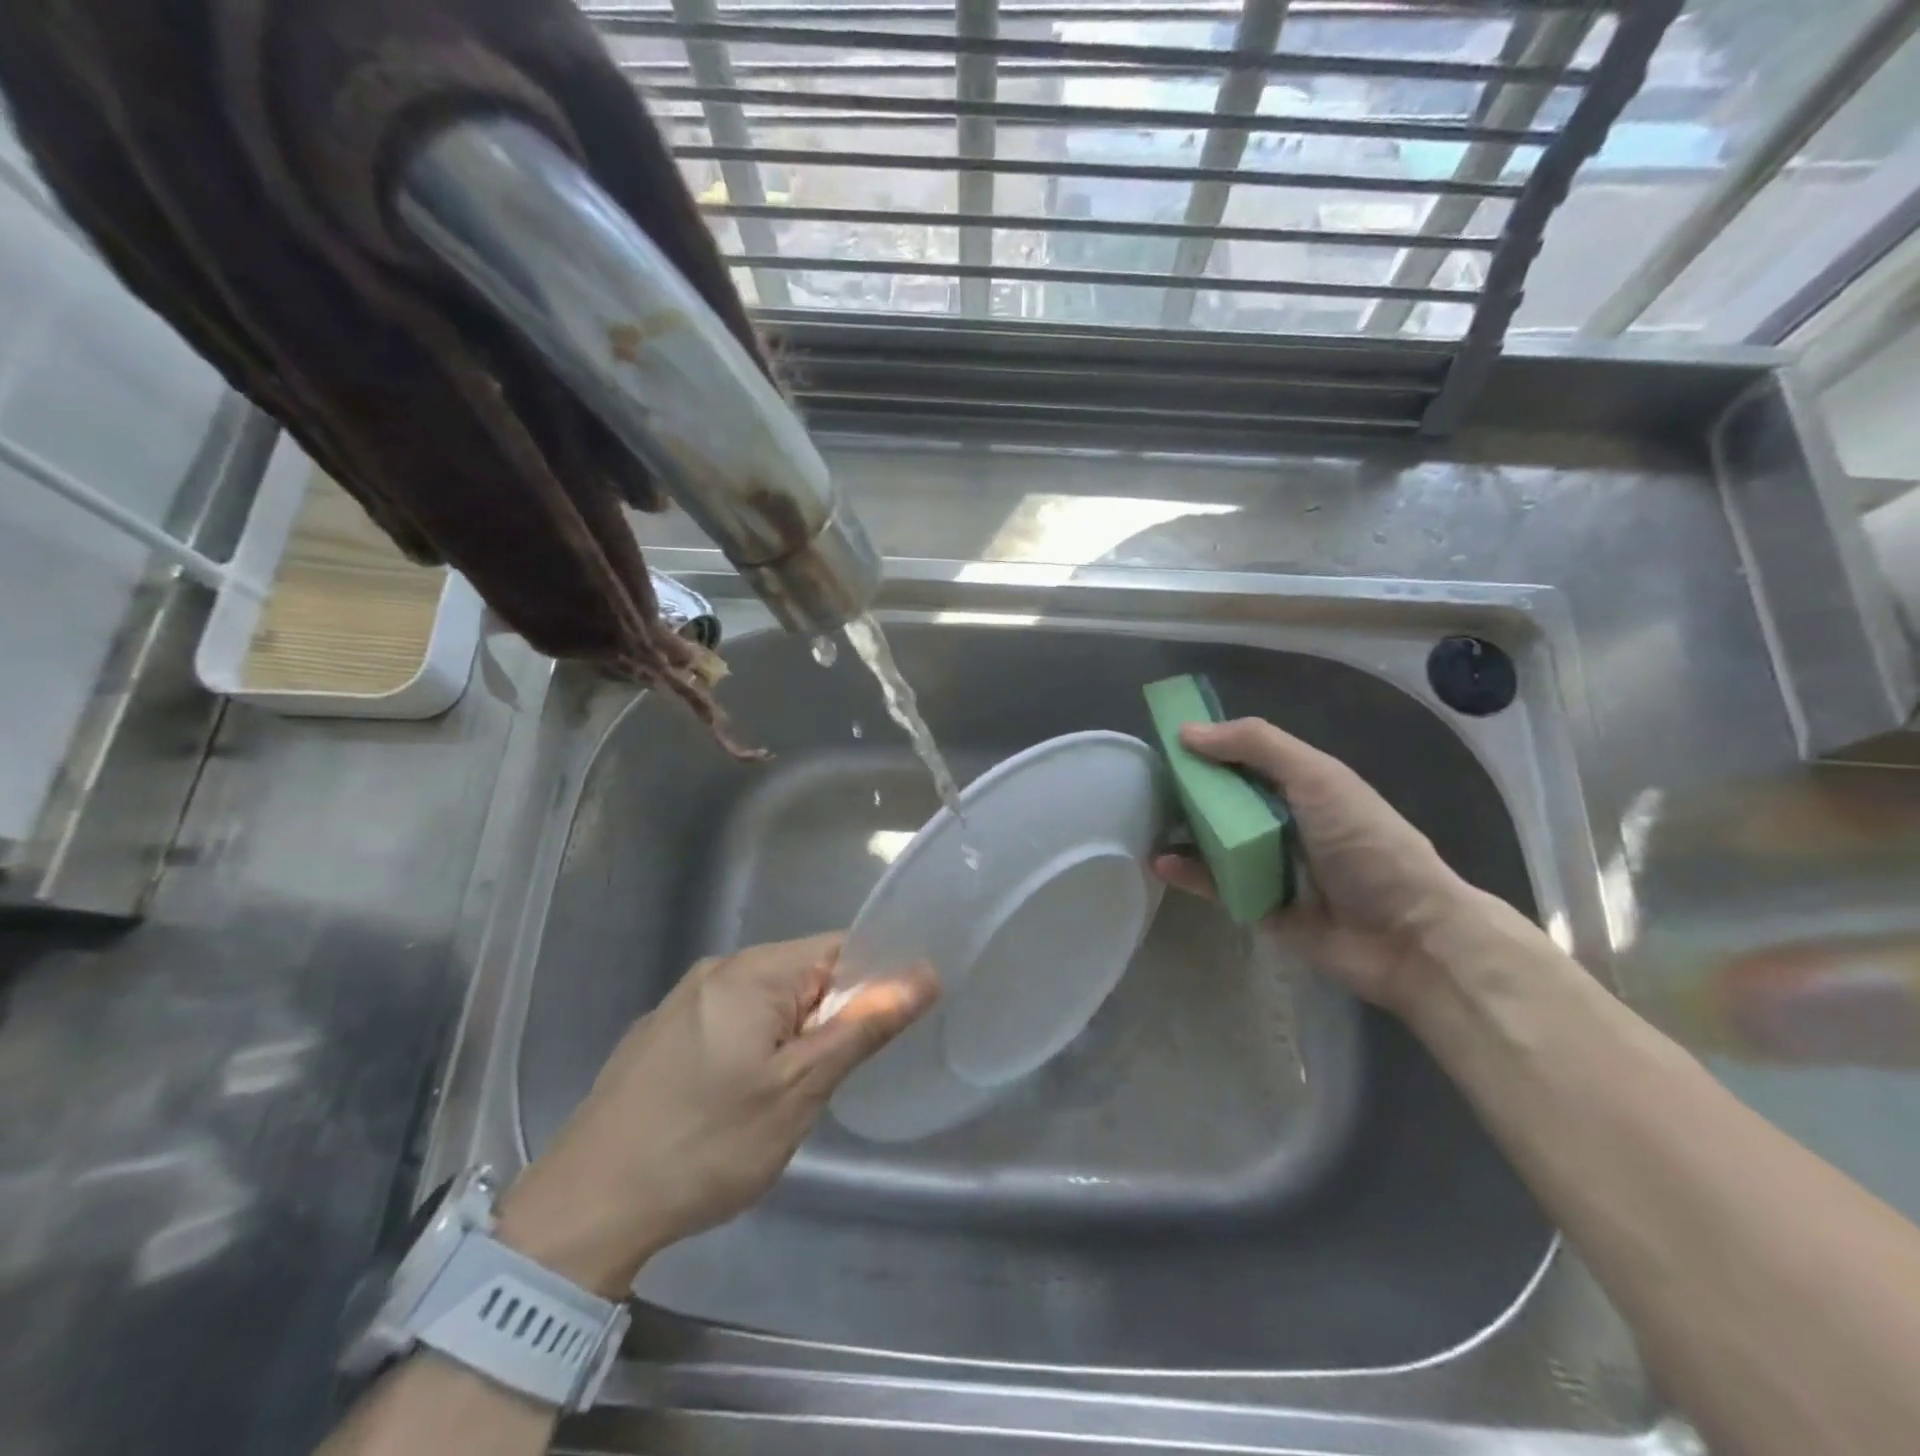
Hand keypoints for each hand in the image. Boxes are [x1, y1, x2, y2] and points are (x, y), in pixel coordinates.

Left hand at [496, 933, 937, 1295]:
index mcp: (752, 970)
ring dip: (791, 1039)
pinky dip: (753, 1049)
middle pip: (803, 974)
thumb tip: (925, 974)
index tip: (885, 1030)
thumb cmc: (706, 1144)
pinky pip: (730, 1022)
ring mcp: (682, 1002)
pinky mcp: (661, 1035)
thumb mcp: (799, 1088)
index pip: (839, 947)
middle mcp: (717, 970)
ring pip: (767, 1003)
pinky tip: (737, 1103)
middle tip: (829, 1081)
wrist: (585, 1209)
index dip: (872, 982)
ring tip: (786, 1098)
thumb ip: (864, 1025)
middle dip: (828, 1019)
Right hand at [1154, 718, 1480, 1014]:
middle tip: (1143, 785)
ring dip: (1181, 831)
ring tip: (1143, 822)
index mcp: (1301, 785)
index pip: (1244, 757)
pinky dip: (1188, 874)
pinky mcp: (1257, 905)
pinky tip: (1161, 864)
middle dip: (1187, 790)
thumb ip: (1256, 746)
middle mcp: (1283, 821)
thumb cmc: (1365, 843)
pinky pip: (1214, 885)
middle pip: (1224, 799)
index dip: (1208, 747)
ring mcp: (1269, 864)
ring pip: (1214, 841)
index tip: (1164, 742)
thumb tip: (1186, 732)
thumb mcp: (1317, 777)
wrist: (1408, 935)